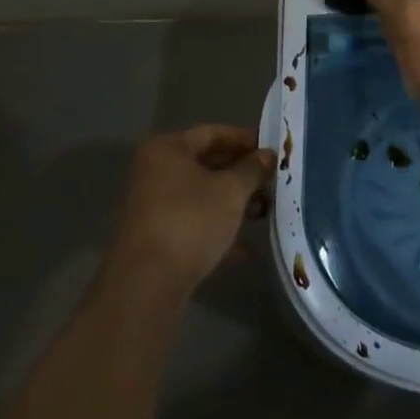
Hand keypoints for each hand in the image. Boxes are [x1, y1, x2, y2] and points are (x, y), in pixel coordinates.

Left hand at [103, 126, 274, 305]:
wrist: (147, 285)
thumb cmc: (191, 221)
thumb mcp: (231, 191)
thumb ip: (252, 169)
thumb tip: (269, 155)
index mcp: (167, 149)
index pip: (213, 133)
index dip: (245, 139)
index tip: (272, 150)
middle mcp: (155, 172)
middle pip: (206, 164)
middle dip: (241, 174)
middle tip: (272, 182)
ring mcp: (152, 207)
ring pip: (201, 196)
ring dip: (233, 203)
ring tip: (264, 213)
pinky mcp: (156, 240)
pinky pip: (193, 224)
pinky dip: (218, 230)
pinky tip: (245, 248)